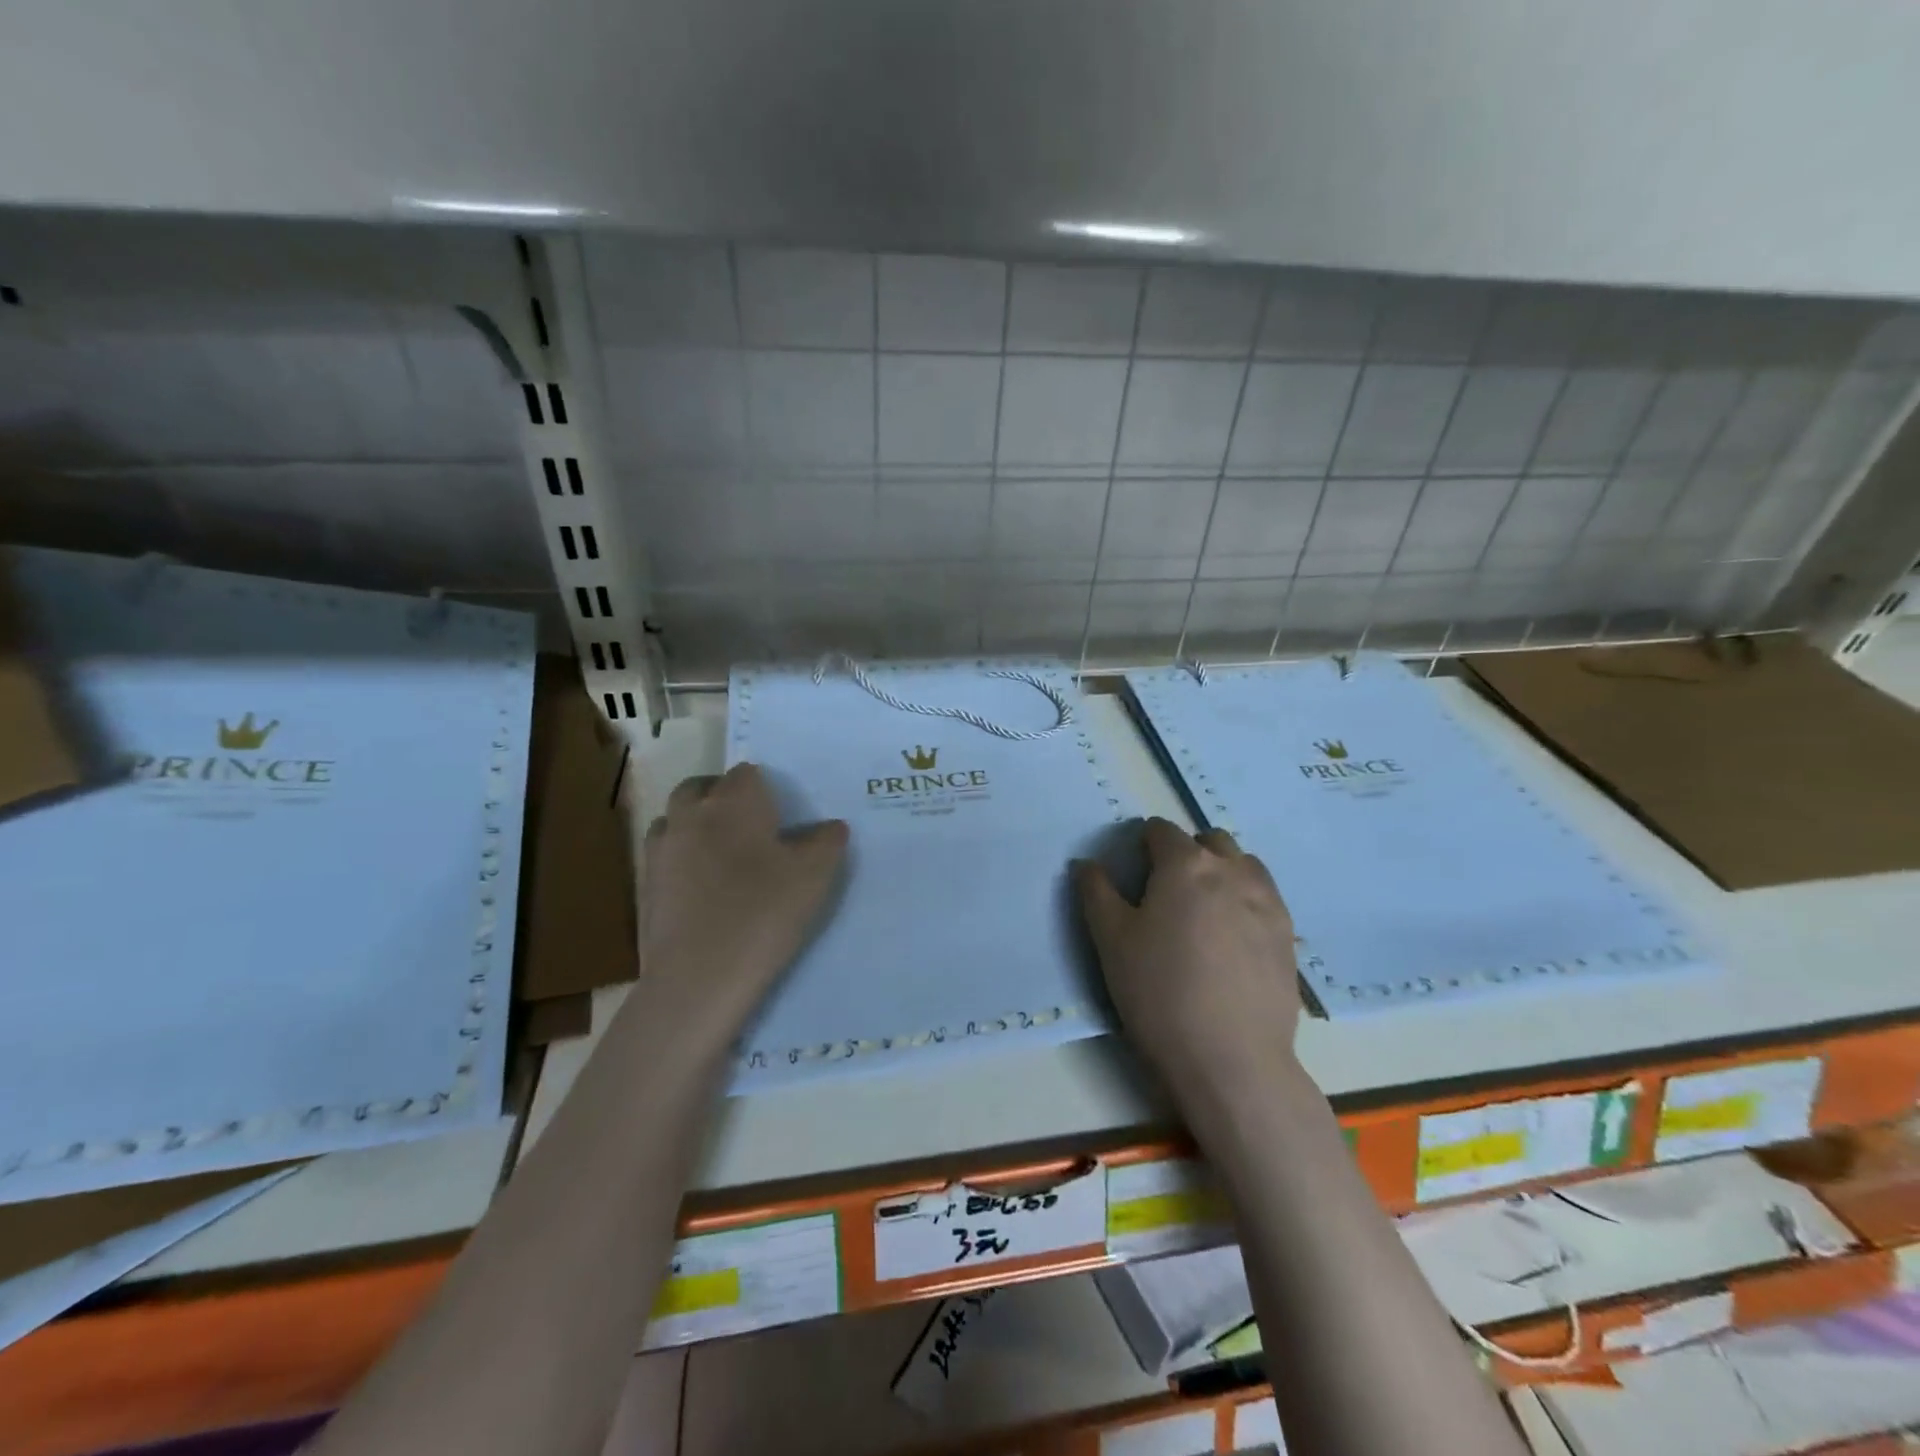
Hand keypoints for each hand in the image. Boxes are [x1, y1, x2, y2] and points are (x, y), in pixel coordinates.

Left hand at [639, 762, 847, 1048]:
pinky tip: (702, 888)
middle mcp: (691, 814)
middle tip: (751, 829)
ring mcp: (662, 849)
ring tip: (723, 856)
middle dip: (723, 799)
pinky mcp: (645, 885)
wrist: (700, 975)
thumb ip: (827, 842)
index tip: (781, 815)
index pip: (747, 773)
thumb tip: (831, 827)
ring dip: (696, 826)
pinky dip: (681, 859)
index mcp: (734, 801)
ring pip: (677, 819)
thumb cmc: (764, 911)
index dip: (765, 789)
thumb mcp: (815, 875)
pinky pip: (665, 855)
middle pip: (702, 788)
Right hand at [1075, 818, 1299, 1098]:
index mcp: (1185, 864)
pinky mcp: (1288, 935)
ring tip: (1203, 910)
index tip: (1134, 872)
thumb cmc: (1159, 992)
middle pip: (1209, 840)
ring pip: (1243, 864)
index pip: (1161, 831)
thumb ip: (1096, 892)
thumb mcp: (1110, 940)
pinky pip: (1265, 897)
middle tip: (1167, 891)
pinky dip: (1246, 900)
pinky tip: (1232, 936)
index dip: (1143, 845)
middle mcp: (1231, 871)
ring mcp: (1267, 902)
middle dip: (1187, 852)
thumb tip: (1086, 863)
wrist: (1230, 1059)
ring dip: (1222, 871)